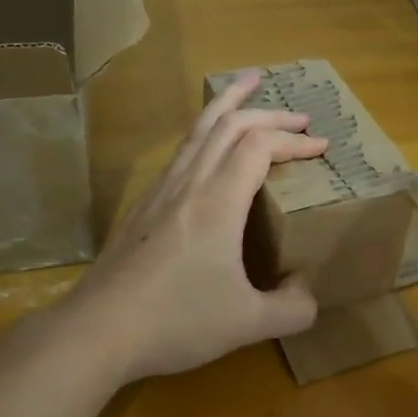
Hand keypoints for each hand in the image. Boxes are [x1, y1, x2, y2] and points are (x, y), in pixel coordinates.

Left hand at [58, 72, 326, 381]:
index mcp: (218, 201)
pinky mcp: (143, 205)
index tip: (321, 146)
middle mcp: (190, 183)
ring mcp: (161, 190)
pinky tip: (210, 146)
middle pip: (229, 124)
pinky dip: (206, 131)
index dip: (294, 140)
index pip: (260, 146)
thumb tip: (308, 295)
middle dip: (269, 113)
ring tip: (247, 85)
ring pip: (198, 129)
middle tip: (299, 116)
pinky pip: (182, 150)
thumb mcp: (248, 324)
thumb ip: (292, 310)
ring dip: (228, 104)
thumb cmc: (176, 322)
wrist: (96, 331)